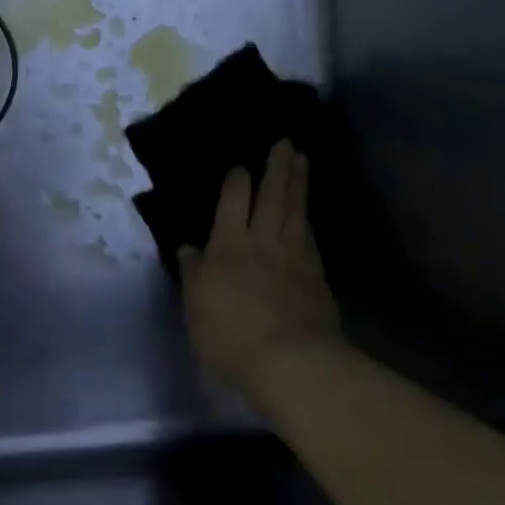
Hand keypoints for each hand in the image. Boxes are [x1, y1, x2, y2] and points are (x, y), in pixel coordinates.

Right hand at [177, 139, 341, 395]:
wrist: (291, 361)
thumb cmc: (230, 336)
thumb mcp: (196, 308)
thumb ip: (193, 274)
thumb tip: (187, 248)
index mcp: (229, 247)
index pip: (234, 202)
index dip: (237, 181)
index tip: (241, 166)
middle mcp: (264, 242)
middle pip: (272, 197)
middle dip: (277, 168)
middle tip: (285, 142)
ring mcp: (295, 257)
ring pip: (296, 211)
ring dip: (299, 183)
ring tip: (302, 160)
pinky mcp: (317, 276)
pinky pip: (311, 237)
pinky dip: (308, 219)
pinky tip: (309, 214)